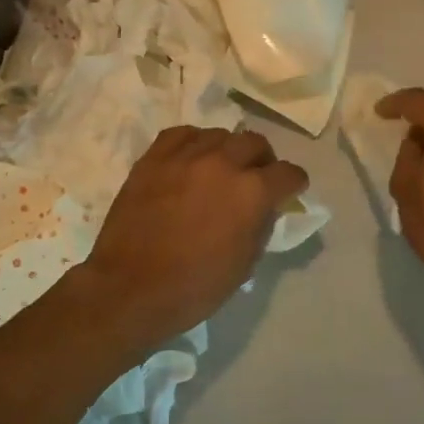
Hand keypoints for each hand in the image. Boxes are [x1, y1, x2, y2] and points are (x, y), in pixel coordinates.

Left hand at [80, 126, 308, 355]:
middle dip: (263, 160)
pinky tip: (191, 159)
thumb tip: (265, 207)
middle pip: (255, 143)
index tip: (290, 191)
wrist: (129, 289)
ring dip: (228, 150)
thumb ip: (261, 226)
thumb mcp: (245, 264)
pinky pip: (182, 134)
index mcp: (252, 192)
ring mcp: (185, 157)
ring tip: (220, 168)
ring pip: (219, 135)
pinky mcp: (153, 159)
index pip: (288, 173)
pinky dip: (193, 143)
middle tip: (255, 178)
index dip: (294, 183)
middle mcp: (223, 163)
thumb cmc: (194, 287)